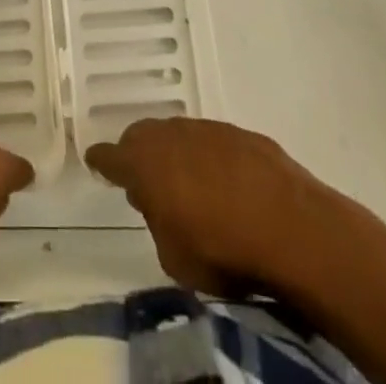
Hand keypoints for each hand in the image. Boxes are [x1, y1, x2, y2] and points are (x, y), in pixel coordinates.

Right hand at [86, 118, 366, 296]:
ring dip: (177, 154)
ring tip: (186, 183)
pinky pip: (213, 141)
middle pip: (143, 136)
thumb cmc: (223, 250)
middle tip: (143, 179)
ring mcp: (209, 129)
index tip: (94, 160)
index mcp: (146, 164)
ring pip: (180, 135)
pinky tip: (224, 184)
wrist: (292, 227)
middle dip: (139, 153)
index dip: (101, 160)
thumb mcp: (175, 257)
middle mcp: (172, 135)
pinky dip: (210, 158)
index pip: (111, 157)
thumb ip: (158, 223)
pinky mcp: (242, 134)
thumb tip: (160, 204)